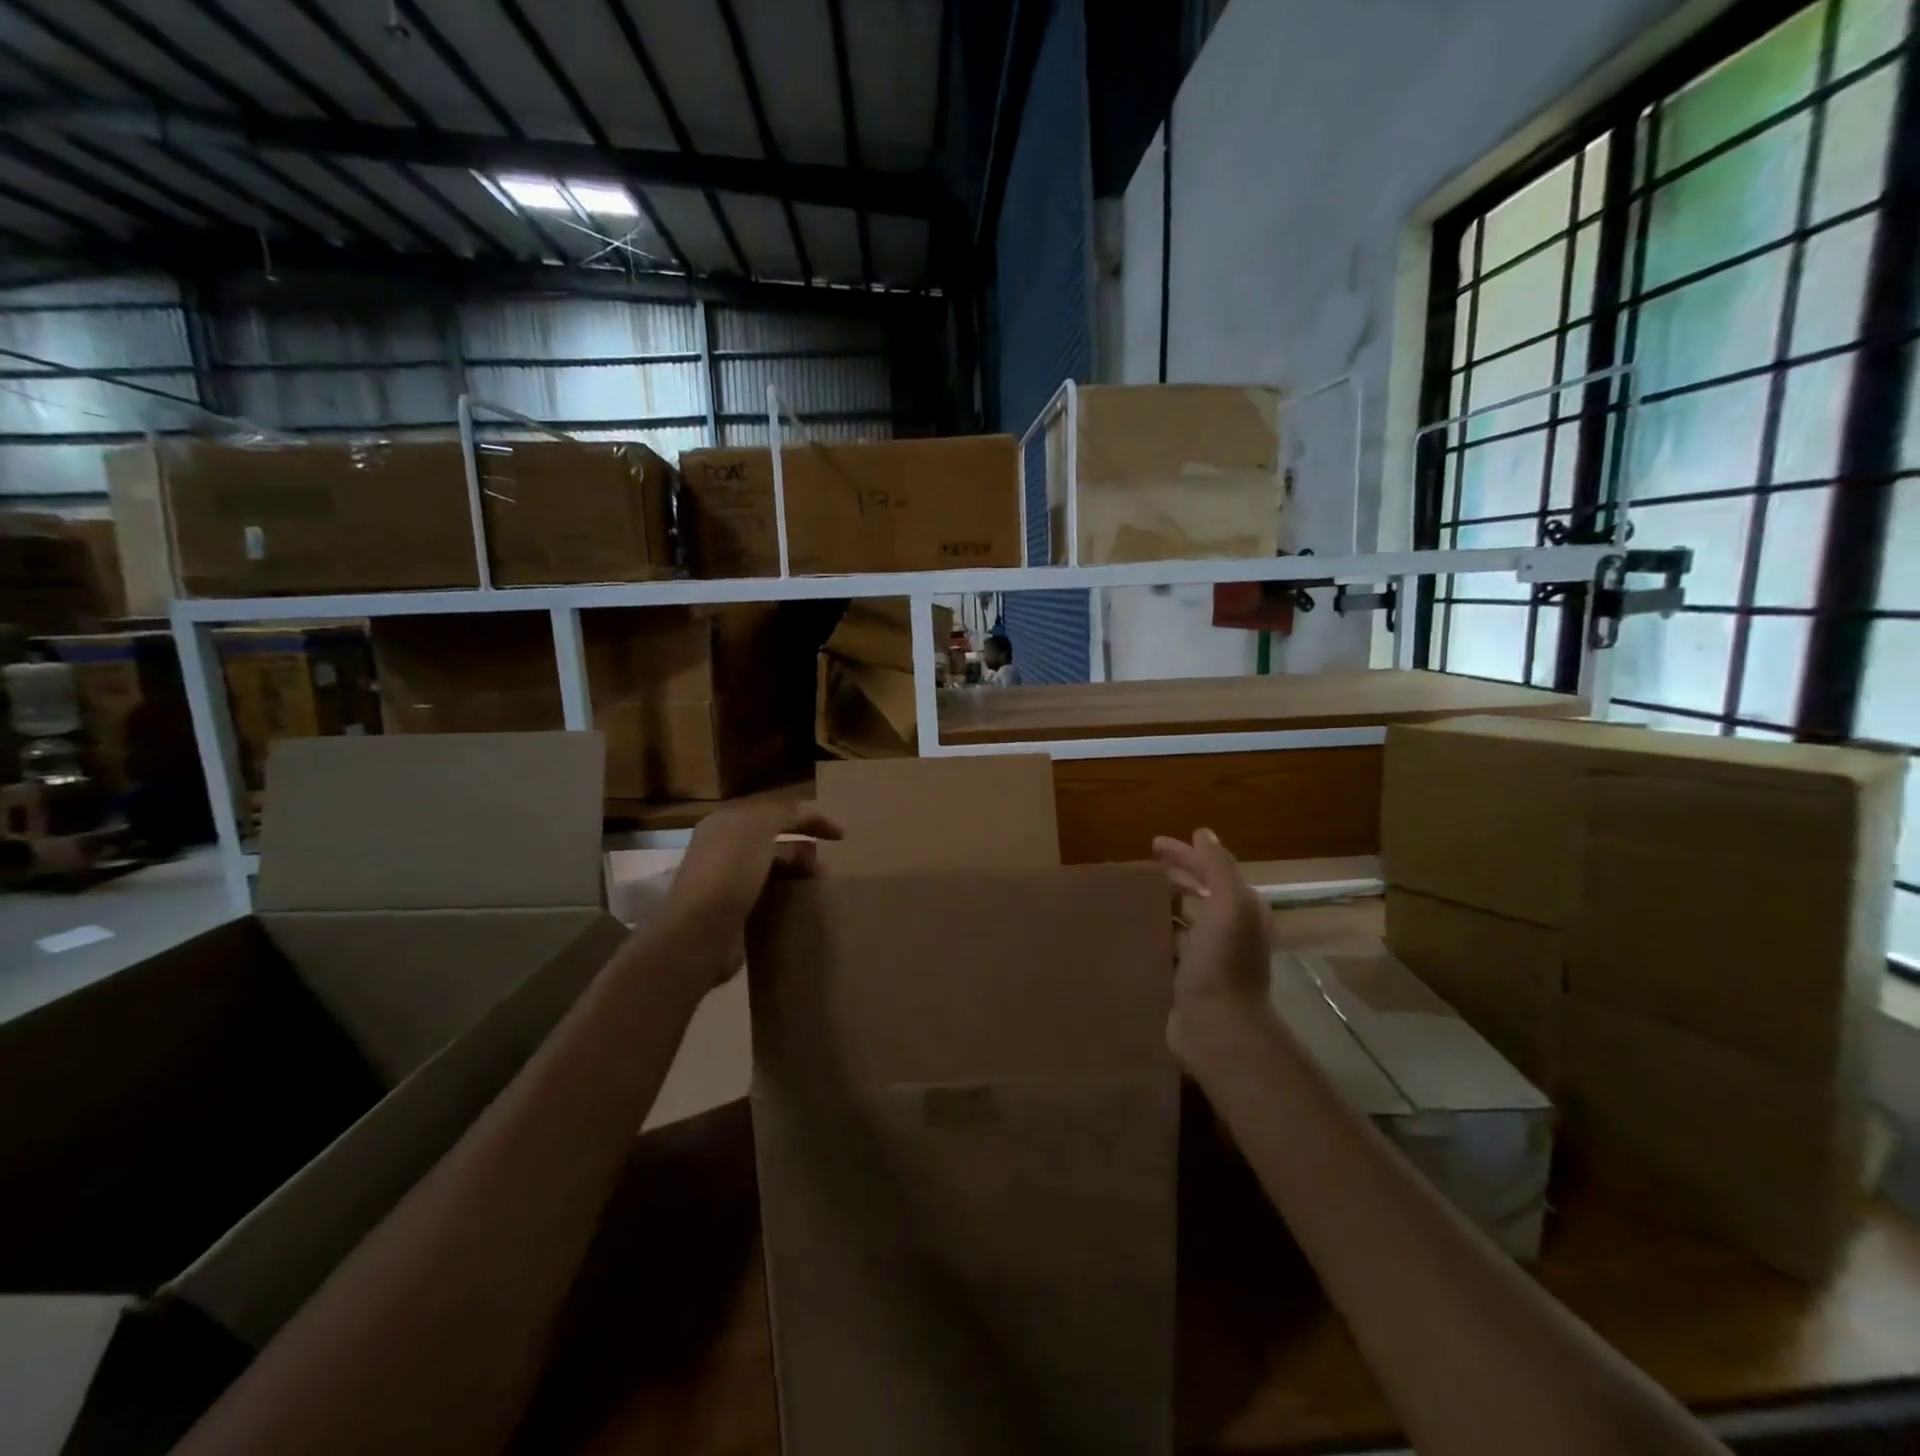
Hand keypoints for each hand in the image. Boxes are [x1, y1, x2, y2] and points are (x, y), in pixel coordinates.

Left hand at [665, 800, 841, 986]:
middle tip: (825, 866)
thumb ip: (785, 813)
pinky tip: (800, 905)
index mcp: (725, 822)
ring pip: (772, 869)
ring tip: (817, 886)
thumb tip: (806, 813)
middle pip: (774, 840)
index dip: (809, 818)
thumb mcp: (759, 827)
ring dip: (797, 874)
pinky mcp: (731, 911)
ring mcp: (725, 881)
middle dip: (804, 848)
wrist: (700, 932)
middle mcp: (722, 847)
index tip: (841, 836)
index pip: (775, 811)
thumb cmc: (730, 871)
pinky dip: (786, 897)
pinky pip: (766, 895)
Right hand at [1152, 829, 1274, 1068]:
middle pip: (1197, 894)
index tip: (1153, 844)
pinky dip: (1153, 932)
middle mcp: (1229, 930)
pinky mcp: (1187, 978)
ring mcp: (1208, 956)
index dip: (1186, 854)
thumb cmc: (1224, 962)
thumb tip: (1204, 833)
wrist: (1218, 1027)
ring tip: (1129, 895)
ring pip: (1181, 920)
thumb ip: (1218, 866)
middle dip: (1172, 878)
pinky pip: (1168, 945)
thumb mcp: (1230, 905)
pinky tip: (1132, 928)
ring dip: (1160, 905)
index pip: (1212, 870)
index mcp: (1242, 910)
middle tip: (1138, 869)